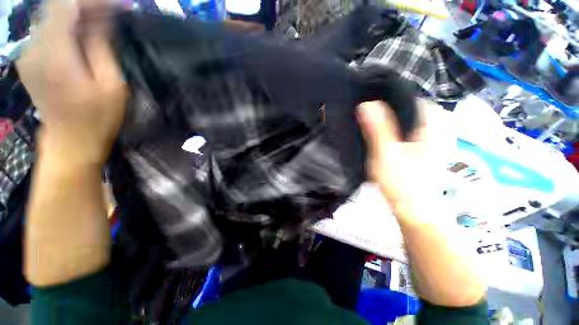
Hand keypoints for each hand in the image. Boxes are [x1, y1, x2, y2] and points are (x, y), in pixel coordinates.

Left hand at [17, 0, 126, 165]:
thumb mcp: (111, 84)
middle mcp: (34, 48)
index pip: (66, 7)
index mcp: (56, 55)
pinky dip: (64, 24)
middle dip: (85, 5)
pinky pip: (45, 29)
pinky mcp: (28, 59)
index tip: (115, 4)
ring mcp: (27, 53)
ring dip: (75, 15)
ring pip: (50, 16)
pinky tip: (80, 33)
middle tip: (110, 11)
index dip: (91, 1)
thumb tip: (101, 18)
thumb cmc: (97, 117)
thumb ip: (101, 47)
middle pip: (56, 8)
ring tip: (99, 21)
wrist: (70, 140)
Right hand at [357, 100, 439, 221]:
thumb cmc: (401, 182)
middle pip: (414, 114)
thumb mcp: (386, 153)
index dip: (401, 96)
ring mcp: (425, 148)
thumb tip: (366, 104)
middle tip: (372, 107)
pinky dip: (394, 134)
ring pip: (409, 127)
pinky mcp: (417, 158)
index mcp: (428, 131)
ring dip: (393, 121)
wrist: (412, 211)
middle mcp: (431, 136)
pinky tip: (380, 138)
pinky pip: (406, 139)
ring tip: (372, 119)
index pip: (420, 103)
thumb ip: (377, 129)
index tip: (381, 95)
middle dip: (395, 108)